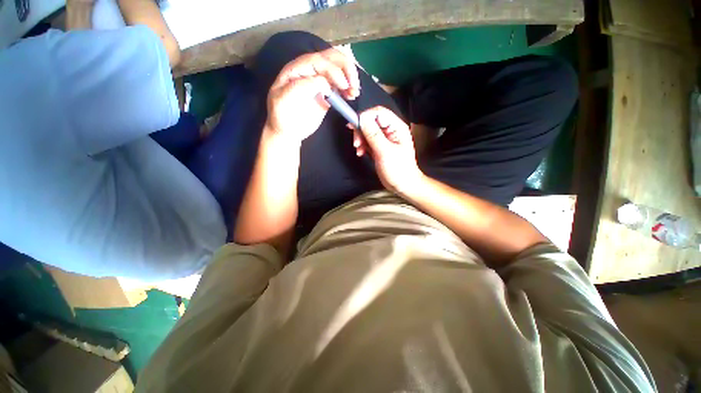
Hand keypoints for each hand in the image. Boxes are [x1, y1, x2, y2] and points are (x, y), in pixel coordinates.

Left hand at [266, 48, 360, 142]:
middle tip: (354, 85)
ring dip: (350, 78)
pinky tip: (351, 96)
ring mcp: (320, 82)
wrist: (289, 131)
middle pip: (331, 59)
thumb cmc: (283, 116)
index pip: (318, 61)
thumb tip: (326, 84)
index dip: (333, 70)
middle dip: (346, 69)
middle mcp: (310, 71)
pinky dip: (348, 89)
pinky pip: (339, 86)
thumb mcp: (285, 99)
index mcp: (297, 68)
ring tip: (354, 93)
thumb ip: (303, 86)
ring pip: (338, 71)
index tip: (343, 86)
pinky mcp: (327, 94)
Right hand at [351, 106, 424, 193]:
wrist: (403, 185)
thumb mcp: (385, 152)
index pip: (379, 113)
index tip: (354, 127)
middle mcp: (390, 130)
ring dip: (360, 139)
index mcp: (397, 127)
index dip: (365, 117)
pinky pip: (367, 141)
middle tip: (356, 143)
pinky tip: (361, 153)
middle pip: (371, 121)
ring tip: (359, 150)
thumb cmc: (398, 169)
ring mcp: (384, 139)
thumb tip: (362, 118)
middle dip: (361, 130)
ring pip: (367, 131)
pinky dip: (362, 146)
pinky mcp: (379, 147)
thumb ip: (373, 135)